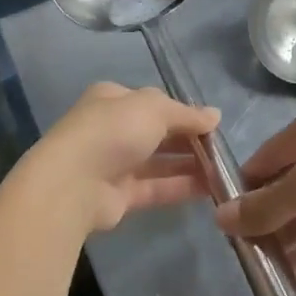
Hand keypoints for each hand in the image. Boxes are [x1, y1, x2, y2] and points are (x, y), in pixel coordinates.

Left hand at [19, 82, 219, 232]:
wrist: (72, 184)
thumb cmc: (113, 131)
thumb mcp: (154, 109)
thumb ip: (186, 114)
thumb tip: (215, 115)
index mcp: (113, 99)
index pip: (153, 102)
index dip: (182, 111)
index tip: (211, 123)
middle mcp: (112, 129)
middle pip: (157, 133)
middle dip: (188, 139)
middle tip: (221, 149)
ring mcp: (114, 164)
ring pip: (159, 162)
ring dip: (189, 165)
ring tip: (223, 170)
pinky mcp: (119, 196)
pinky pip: (156, 188)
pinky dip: (181, 187)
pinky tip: (210, 188)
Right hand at [216, 105, 295, 273]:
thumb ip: (265, 204)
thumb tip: (221, 216)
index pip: (265, 157)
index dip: (243, 187)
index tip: (223, 222)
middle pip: (286, 183)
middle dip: (264, 215)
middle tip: (241, 252)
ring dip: (287, 236)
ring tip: (260, 269)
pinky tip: (292, 275)